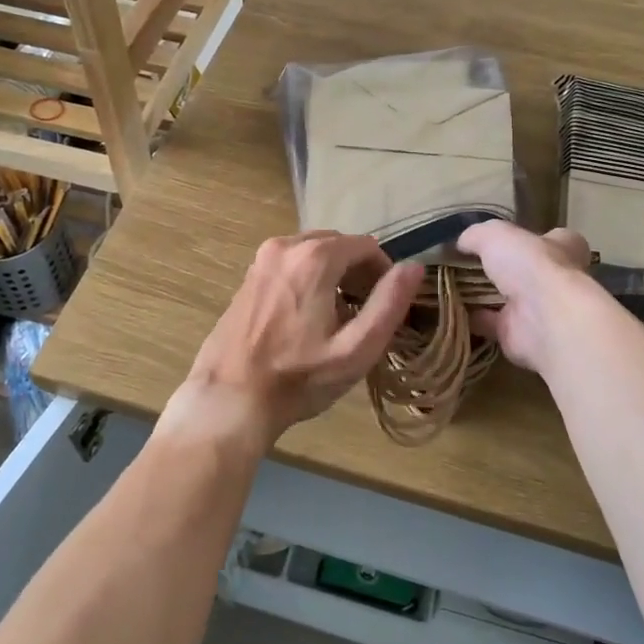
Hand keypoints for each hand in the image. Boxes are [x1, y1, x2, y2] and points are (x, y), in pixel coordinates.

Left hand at [168, 232, 423, 451]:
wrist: (229, 399)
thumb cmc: (298, 378)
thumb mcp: (356, 349)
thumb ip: (389, 304)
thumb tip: (414, 267)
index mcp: (314, 257)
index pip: (366, 245)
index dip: (383, 272)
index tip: (384, 305)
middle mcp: (286, 245)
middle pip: (338, 245)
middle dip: (358, 272)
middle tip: (364, 312)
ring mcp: (262, 258)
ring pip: (314, 252)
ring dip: (333, 274)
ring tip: (338, 317)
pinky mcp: (248, 275)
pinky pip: (291, 263)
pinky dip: (308, 278)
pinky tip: (306, 317)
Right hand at [455, 221, 595, 373]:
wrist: (544, 319)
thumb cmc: (531, 265)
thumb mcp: (496, 234)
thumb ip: (477, 235)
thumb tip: (461, 243)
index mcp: (563, 248)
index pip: (550, 239)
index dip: (526, 237)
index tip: (497, 239)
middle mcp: (554, 279)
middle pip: (525, 270)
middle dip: (500, 269)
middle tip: (465, 264)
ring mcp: (537, 309)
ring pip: (506, 299)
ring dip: (482, 295)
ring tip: (451, 285)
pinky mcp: (518, 334)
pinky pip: (489, 324)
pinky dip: (470, 318)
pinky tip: (448, 309)